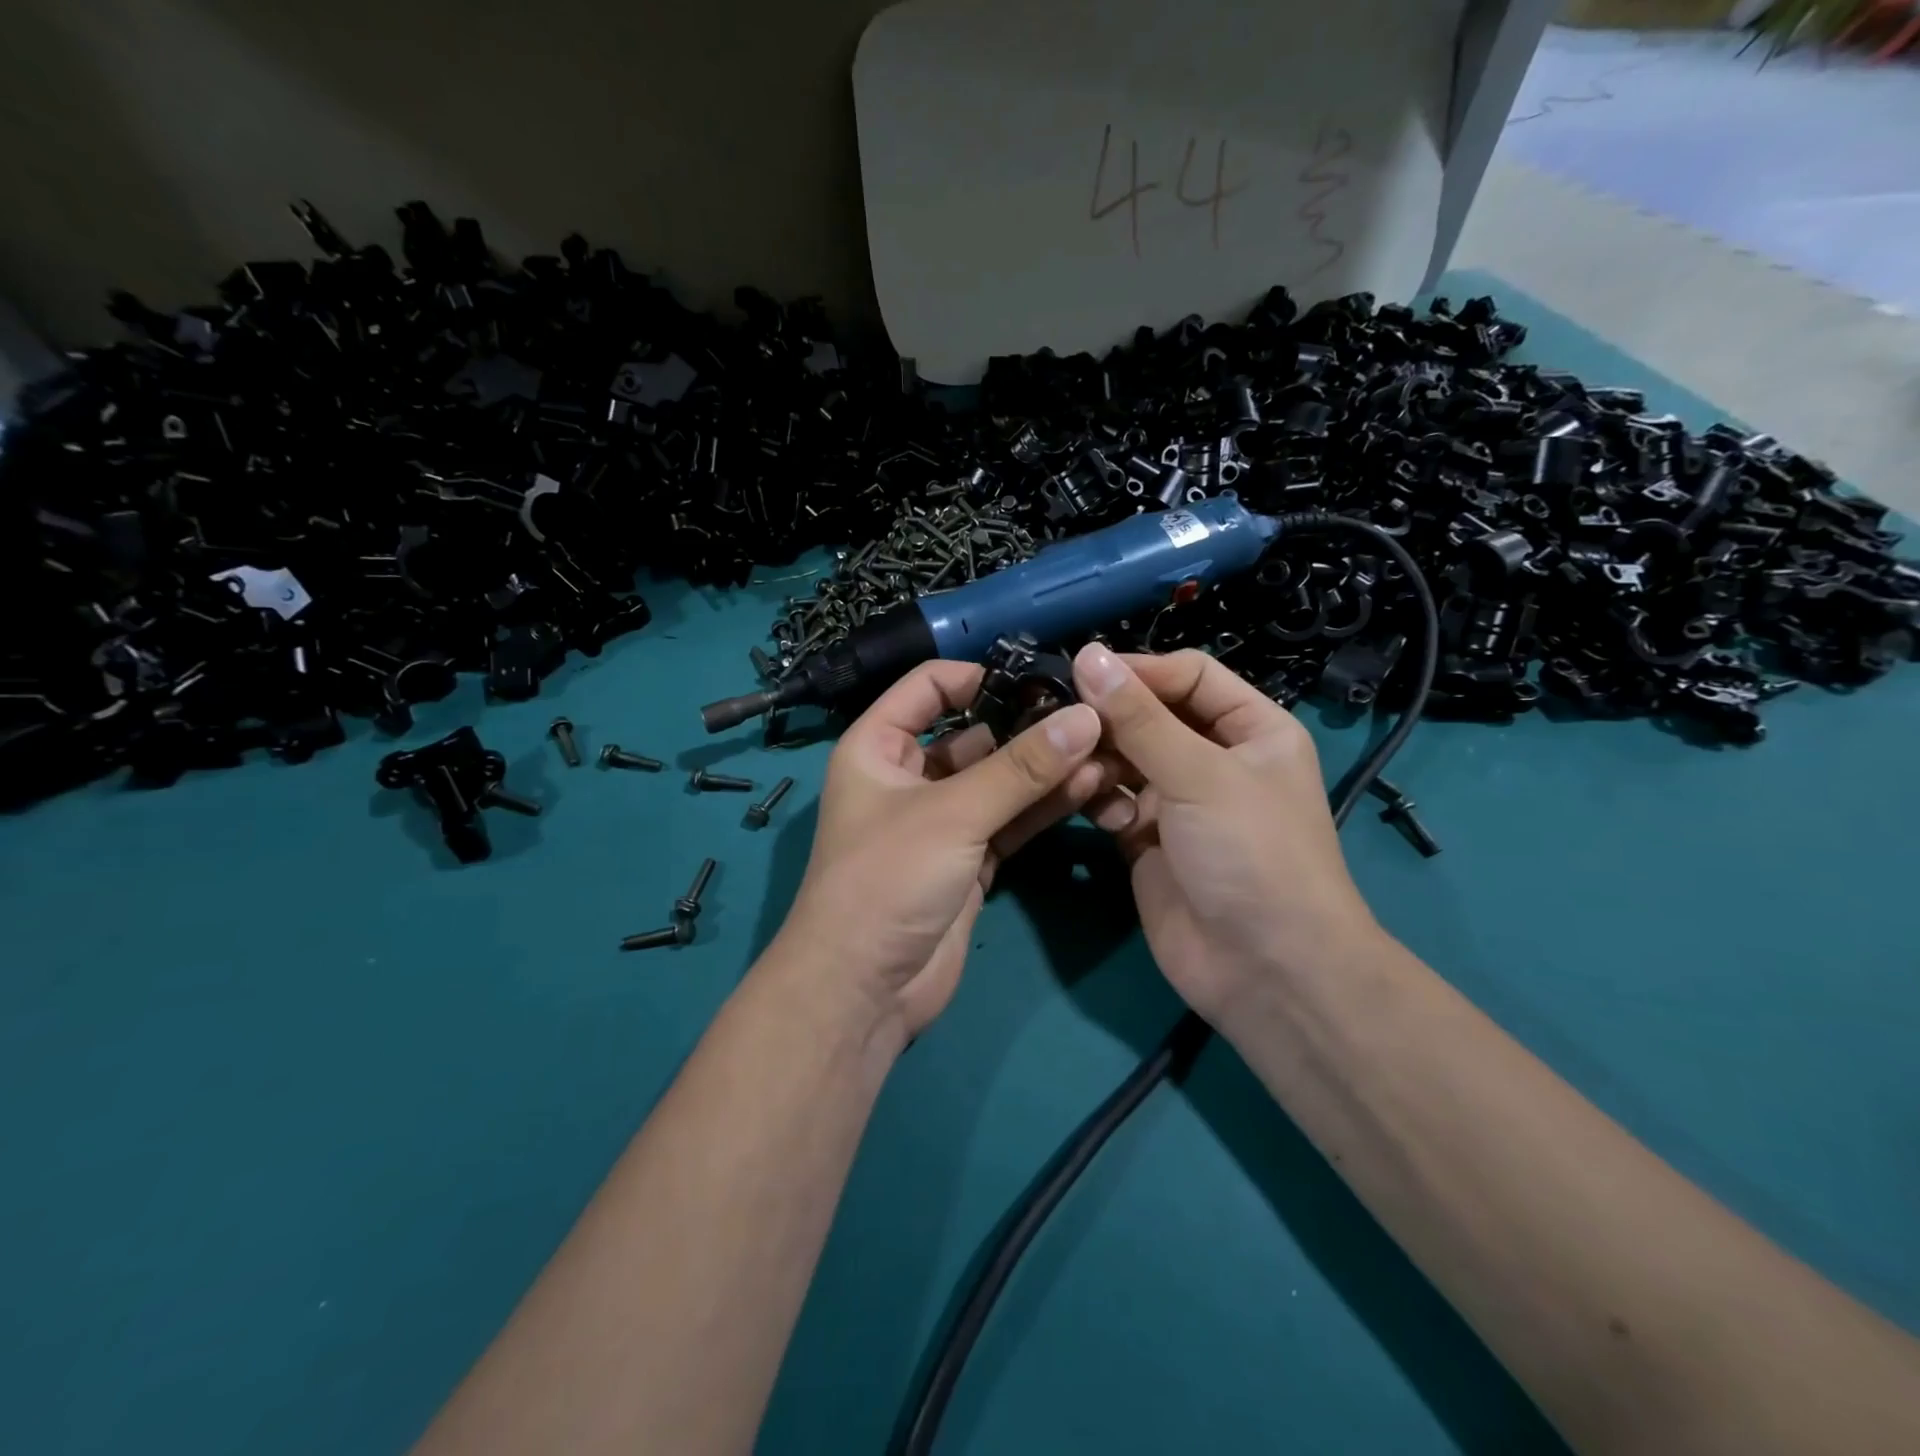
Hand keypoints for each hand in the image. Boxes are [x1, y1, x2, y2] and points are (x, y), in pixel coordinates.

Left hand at [773, 661, 1110, 1035]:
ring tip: (1103, 748)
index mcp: (877, 747)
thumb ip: (1021, 768)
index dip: (977, 676)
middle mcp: (908, 777)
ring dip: (1044, 767)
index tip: (1037, 677)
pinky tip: (1089, 786)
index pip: (927, 688)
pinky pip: (1011, 820)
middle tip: (1090, 714)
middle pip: (973, 735)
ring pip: (998, 781)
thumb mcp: (952, 814)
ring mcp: (942, 821)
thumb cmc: (887, 879)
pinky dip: (1044, 806)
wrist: (864, 990)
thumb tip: (1086, 717)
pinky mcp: (970, 860)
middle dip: (1026, 725)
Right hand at [1070, 644, 1382, 1023]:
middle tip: (1061, 721)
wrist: (1265, 969)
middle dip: (1111, 720)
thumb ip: (1138, 717)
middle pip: (1151, 717)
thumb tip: (1087, 655)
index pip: (1189, 676)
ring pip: (1125, 760)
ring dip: (1101, 762)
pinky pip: (1113, 803)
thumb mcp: (1199, 774)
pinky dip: (1101, 803)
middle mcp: (1215, 759)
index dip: (1139, 671)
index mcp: (1251, 729)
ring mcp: (1179, 802)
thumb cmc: (1250, 853)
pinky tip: (1101, 817)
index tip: (1081, 673)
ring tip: (1080, 773)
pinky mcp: (1147, 841)